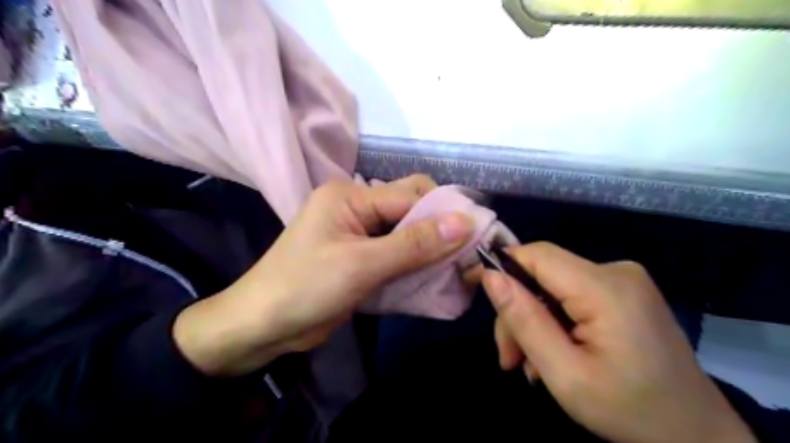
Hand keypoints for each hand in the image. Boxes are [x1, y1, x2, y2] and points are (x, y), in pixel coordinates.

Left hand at [174, 177, 469, 377]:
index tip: (478, 234)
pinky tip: (433, 275)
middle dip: (439, 228)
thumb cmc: (304, 289)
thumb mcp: (362, 265)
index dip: (445, 213)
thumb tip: (465, 222)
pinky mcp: (360, 256)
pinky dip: (415, 262)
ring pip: (406, 232)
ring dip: (430, 248)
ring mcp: (358, 232)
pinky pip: (396, 251)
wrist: (261, 327)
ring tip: (458, 265)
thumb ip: (414, 244)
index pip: (410, 195)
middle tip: (468, 252)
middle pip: (410, 209)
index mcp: (350, 196)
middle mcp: (357, 207)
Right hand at [478, 244, 754, 442]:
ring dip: (533, 320)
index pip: (538, 254)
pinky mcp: (623, 292)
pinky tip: (552, 353)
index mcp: (606, 289)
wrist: (699, 436)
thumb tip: (490, 276)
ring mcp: (623, 280)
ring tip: (527, 365)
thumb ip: (525, 321)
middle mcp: (616, 271)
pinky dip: (553, 320)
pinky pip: (570, 294)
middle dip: (518, 312)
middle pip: (542, 274)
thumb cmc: (630, 411)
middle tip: (508, 358)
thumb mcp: (565, 375)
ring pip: (552, 287)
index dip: (501, 264)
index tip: (471, 285)